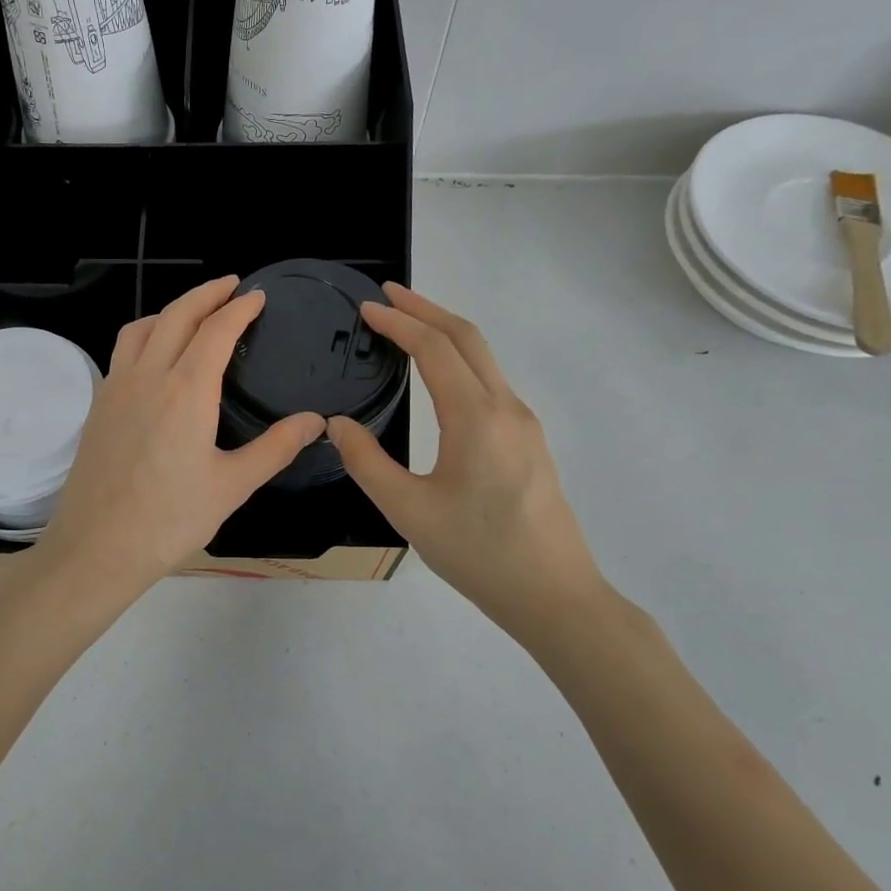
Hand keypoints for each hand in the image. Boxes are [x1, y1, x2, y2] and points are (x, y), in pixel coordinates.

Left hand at [39, 276, 324, 600]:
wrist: (96, 548)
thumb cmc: (169, 520)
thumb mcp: (232, 486)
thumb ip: (275, 448)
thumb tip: (316, 420)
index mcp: (186, 390)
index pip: (216, 330)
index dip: (239, 308)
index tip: (256, 296)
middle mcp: (147, 376)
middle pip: (176, 315)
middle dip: (206, 294)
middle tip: (231, 286)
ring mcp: (116, 388)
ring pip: (142, 327)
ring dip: (171, 310)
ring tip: (194, 312)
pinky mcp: (98, 406)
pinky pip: (123, 351)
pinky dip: (145, 333)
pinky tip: (155, 355)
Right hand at [327, 284, 609, 640]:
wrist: (554, 595)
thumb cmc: (477, 553)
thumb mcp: (408, 510)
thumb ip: (366, 462)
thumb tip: (336, 424)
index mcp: (475, 417)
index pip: (433, 349)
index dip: (398, 322)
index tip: (366, 308)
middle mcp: (506, 407)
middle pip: (467, 338)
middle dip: (426, 309)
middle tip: (387, 295)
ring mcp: (523, 423)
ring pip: (484, 357)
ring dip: (445, 332)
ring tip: (408, 326)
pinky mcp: (529, 441)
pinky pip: (491, 381)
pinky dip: (460, 359)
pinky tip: (440, 375)